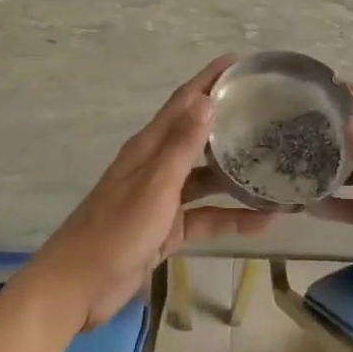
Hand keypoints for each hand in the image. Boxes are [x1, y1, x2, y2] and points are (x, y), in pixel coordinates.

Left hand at [21, 55, 275, 331]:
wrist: (77, 289)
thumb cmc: (114, 232)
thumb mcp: (154, 187)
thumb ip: (181, 147)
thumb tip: (207, 100)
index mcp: (149, 148)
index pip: (183, 102)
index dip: (209, 79)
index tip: (240, 62)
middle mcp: (156, 166)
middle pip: (198, 136)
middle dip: (230, 123)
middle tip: (270, 114)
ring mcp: (162, 199)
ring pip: (206, 179)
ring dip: (236, 175)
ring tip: (275, 167)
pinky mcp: (166, 229)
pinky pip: (206, 217)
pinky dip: (232, 218)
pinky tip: (265, 222)